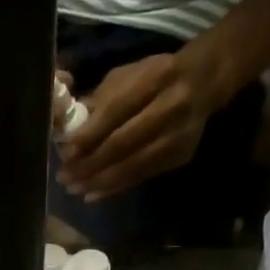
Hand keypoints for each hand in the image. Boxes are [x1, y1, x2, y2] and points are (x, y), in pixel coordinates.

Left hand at [58, 47, 231, 200]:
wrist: (204, 82)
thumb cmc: (155, 76)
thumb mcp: (129, 75)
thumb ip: (101, 101)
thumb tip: (70, 132)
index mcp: (156, 78)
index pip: (117, 110)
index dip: (90, 134)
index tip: (67, 152)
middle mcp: (171, 107)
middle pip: (124, 143)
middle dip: (90, 164)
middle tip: (65, 177)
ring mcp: (178, 135)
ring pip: (132, 165)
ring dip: (100, 181)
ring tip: (75, 189)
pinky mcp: (180, 156)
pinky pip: (141, 176)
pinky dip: (115, 187)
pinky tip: (94, 194)